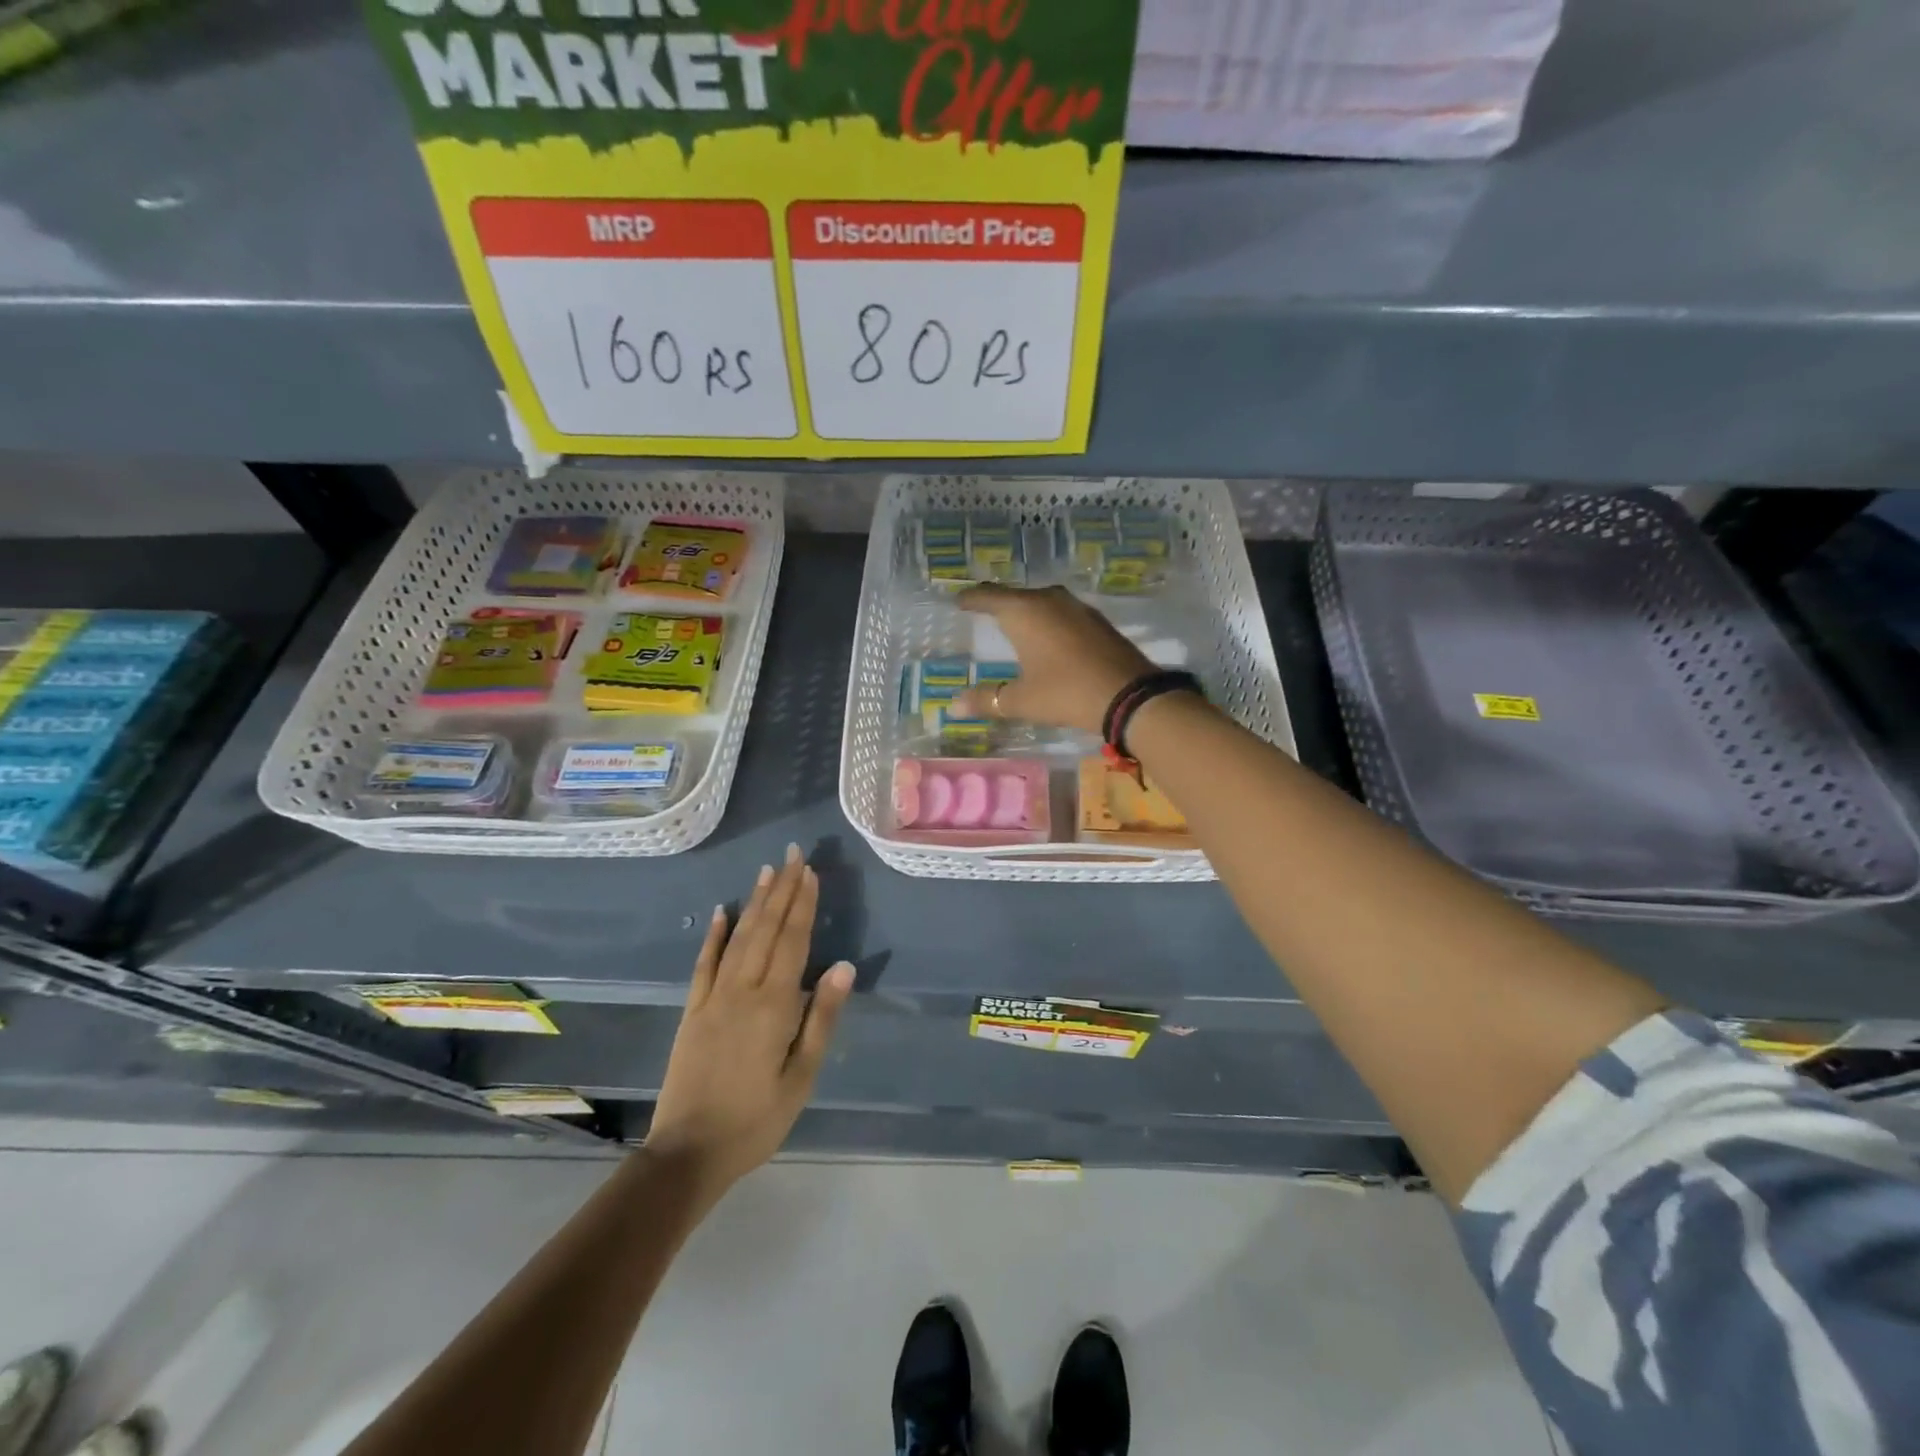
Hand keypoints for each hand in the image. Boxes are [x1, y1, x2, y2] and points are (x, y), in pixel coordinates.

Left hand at [647, 846, 854, 1196]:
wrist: (689, 1153)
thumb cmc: (757, 1119)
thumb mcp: (802, 1076)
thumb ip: (821, 1018)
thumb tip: (843, 966)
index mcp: (774, 1005)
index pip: (793, 941)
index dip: (803, 904)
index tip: (810, 872)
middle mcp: (743, 990)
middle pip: (766, 930)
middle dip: (781, 890)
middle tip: (792, 855)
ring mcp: (713, 998)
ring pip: (738, 938)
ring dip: (754, 903)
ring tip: (766, 872)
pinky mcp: (692, 1011)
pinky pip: (704, 965)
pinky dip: (714, 936)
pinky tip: (721, 912)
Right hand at [951, 584, 1153, 734]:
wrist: (1130, 696)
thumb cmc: (1066, 692)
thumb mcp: (1021, 700)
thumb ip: (987, 700)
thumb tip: (954, 705)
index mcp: (1024, 612)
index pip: (989, 596)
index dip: (971, 598)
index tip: (958, 600)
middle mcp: (1050, 600)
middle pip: (1016, 595)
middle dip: (998, 602)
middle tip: (982, 608)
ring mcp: (1077, 608)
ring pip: (1042, 602)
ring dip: (1026, 609)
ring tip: (1013, 621)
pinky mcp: (1097, 621)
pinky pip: (1062, 613)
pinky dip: (1048, 620)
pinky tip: (1048, 635)